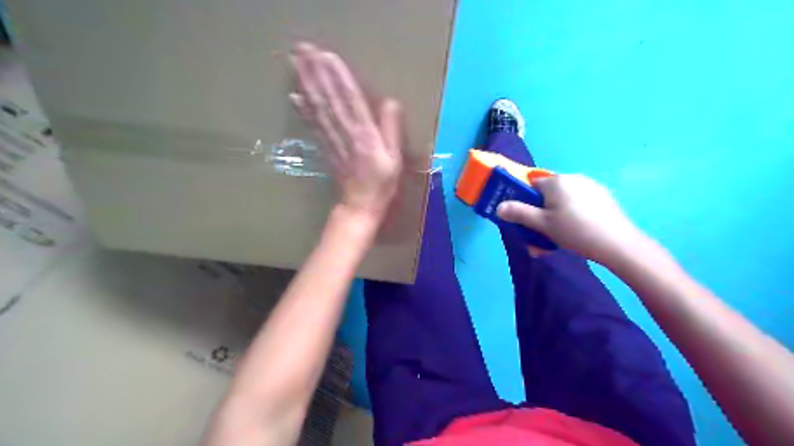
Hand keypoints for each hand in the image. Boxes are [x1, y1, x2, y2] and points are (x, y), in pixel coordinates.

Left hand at [290, 43, 403, 219]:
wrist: (360, 206)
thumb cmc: (382, 184)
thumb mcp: (395, 159)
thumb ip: (392, 130)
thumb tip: (391, 102)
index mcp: (365, 136)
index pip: (351, 101)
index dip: (339, 78)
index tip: (326, 55)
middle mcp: (345, 134)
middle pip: (329, 100)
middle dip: (315, 73)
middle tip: (301, 48)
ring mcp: (332, 141)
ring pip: (318, 109)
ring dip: (306, 85)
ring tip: (296, 62)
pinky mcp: (325, 148)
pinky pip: (314, 126)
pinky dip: (304, 111)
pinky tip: (294, 96)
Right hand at [499, 174, 646, 264]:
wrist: (617, 243)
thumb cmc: (574, 231)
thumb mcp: (542, 225)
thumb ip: (519, 214)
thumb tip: (499, 207)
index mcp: (556, 181)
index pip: (531, 185)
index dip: (526, 202)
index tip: (528, 220)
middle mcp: (573, 178)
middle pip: (548, 194)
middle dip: (541, 213)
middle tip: (542, 234)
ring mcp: (590, 186)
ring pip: (564, 200)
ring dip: (556, 216)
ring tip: (560, 237)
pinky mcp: (603, 197)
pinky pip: (579, 203)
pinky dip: (573, 214)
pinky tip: (578, 231)